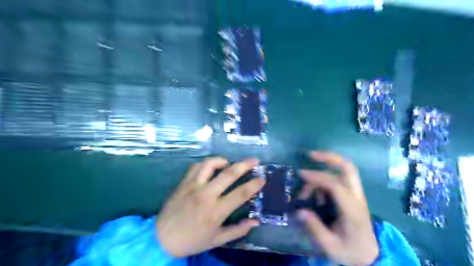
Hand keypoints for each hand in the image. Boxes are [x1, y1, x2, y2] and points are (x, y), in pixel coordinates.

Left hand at [157, 157, 264, 256]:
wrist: (162, 238)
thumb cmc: (192, 240)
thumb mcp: (217, 240)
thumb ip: (238, 230)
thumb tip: (256, 221)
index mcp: (216, 211)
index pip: (240, 193)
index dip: (254, 184)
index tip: (262, 178)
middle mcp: (206, 194)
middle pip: (229, 174)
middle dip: (245, 165)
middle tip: (255, 160)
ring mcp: (193, 186)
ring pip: (210, 164)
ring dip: (223, 160)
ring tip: (229, 163)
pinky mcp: (184, 182)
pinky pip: (196, 166)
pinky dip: (206, 164)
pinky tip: (211, 168)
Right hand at [297, 152, 379, 265]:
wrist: (370, 255)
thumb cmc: (350, 251)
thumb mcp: (330, 246)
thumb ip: (315, 228)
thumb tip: (299, 211)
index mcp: (353, 210)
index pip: (336, 185)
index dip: (317, 177)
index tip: (301, 174)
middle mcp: (357, 197)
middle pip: (348, 168)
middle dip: (329, 157)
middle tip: (310, 155)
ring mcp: (356, 194)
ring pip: (343, 170)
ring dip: (322, 172)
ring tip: (306, 189)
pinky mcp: (352, 195)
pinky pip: (338, 179)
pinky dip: (325, 180)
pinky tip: (315, 193)